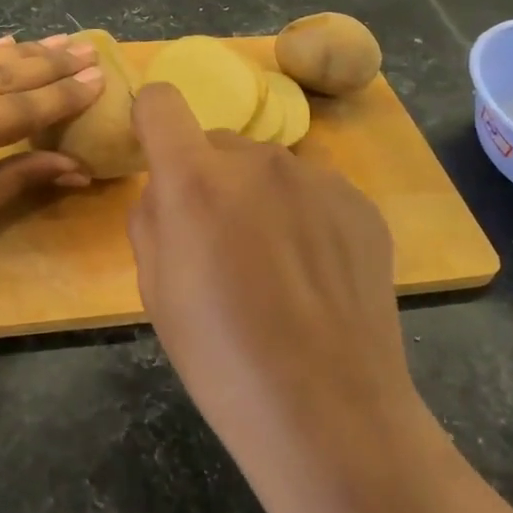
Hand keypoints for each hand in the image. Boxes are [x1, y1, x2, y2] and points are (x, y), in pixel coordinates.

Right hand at [127, 83, 434, 512]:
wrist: (328, 411)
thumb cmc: (220, 358)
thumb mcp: (153, 289)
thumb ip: (152, 216)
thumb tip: (169, 188)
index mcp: (196, 180)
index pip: (161, 101)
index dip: (152, 123)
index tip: (158, 158)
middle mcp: (258, 160)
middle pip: (217, 143)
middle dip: (209, 178)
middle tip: (222, 244)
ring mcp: (317, 177)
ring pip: (267, 169)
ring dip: (259, 197)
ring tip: (276, 267)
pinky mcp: (359, 202)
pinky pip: (312, 190)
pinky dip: (303, 216)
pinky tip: (315, 274)